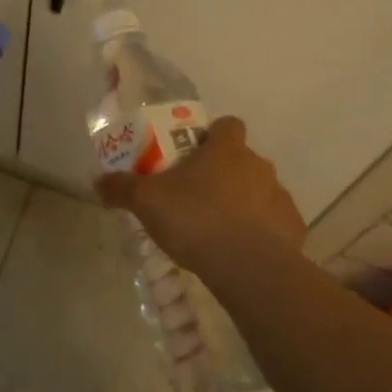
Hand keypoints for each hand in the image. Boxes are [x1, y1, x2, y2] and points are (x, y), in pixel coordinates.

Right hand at [95, 117, 306, 273]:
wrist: (248, 267)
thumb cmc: (195, 219)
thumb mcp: (146, 202)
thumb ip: (121, 188)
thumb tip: (98, 182)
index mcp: (225, 149)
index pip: (227, 125)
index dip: (212, 135)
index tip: (194, 153)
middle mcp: (258, 165)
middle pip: (241, 159)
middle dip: (223, 173)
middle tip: (196, 195)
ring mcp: (280, 196)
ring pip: (259, 190)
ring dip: (243, 202)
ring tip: (217, 228)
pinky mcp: (293, 228)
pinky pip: (274, 222)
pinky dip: (261, 231)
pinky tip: (241, 250)